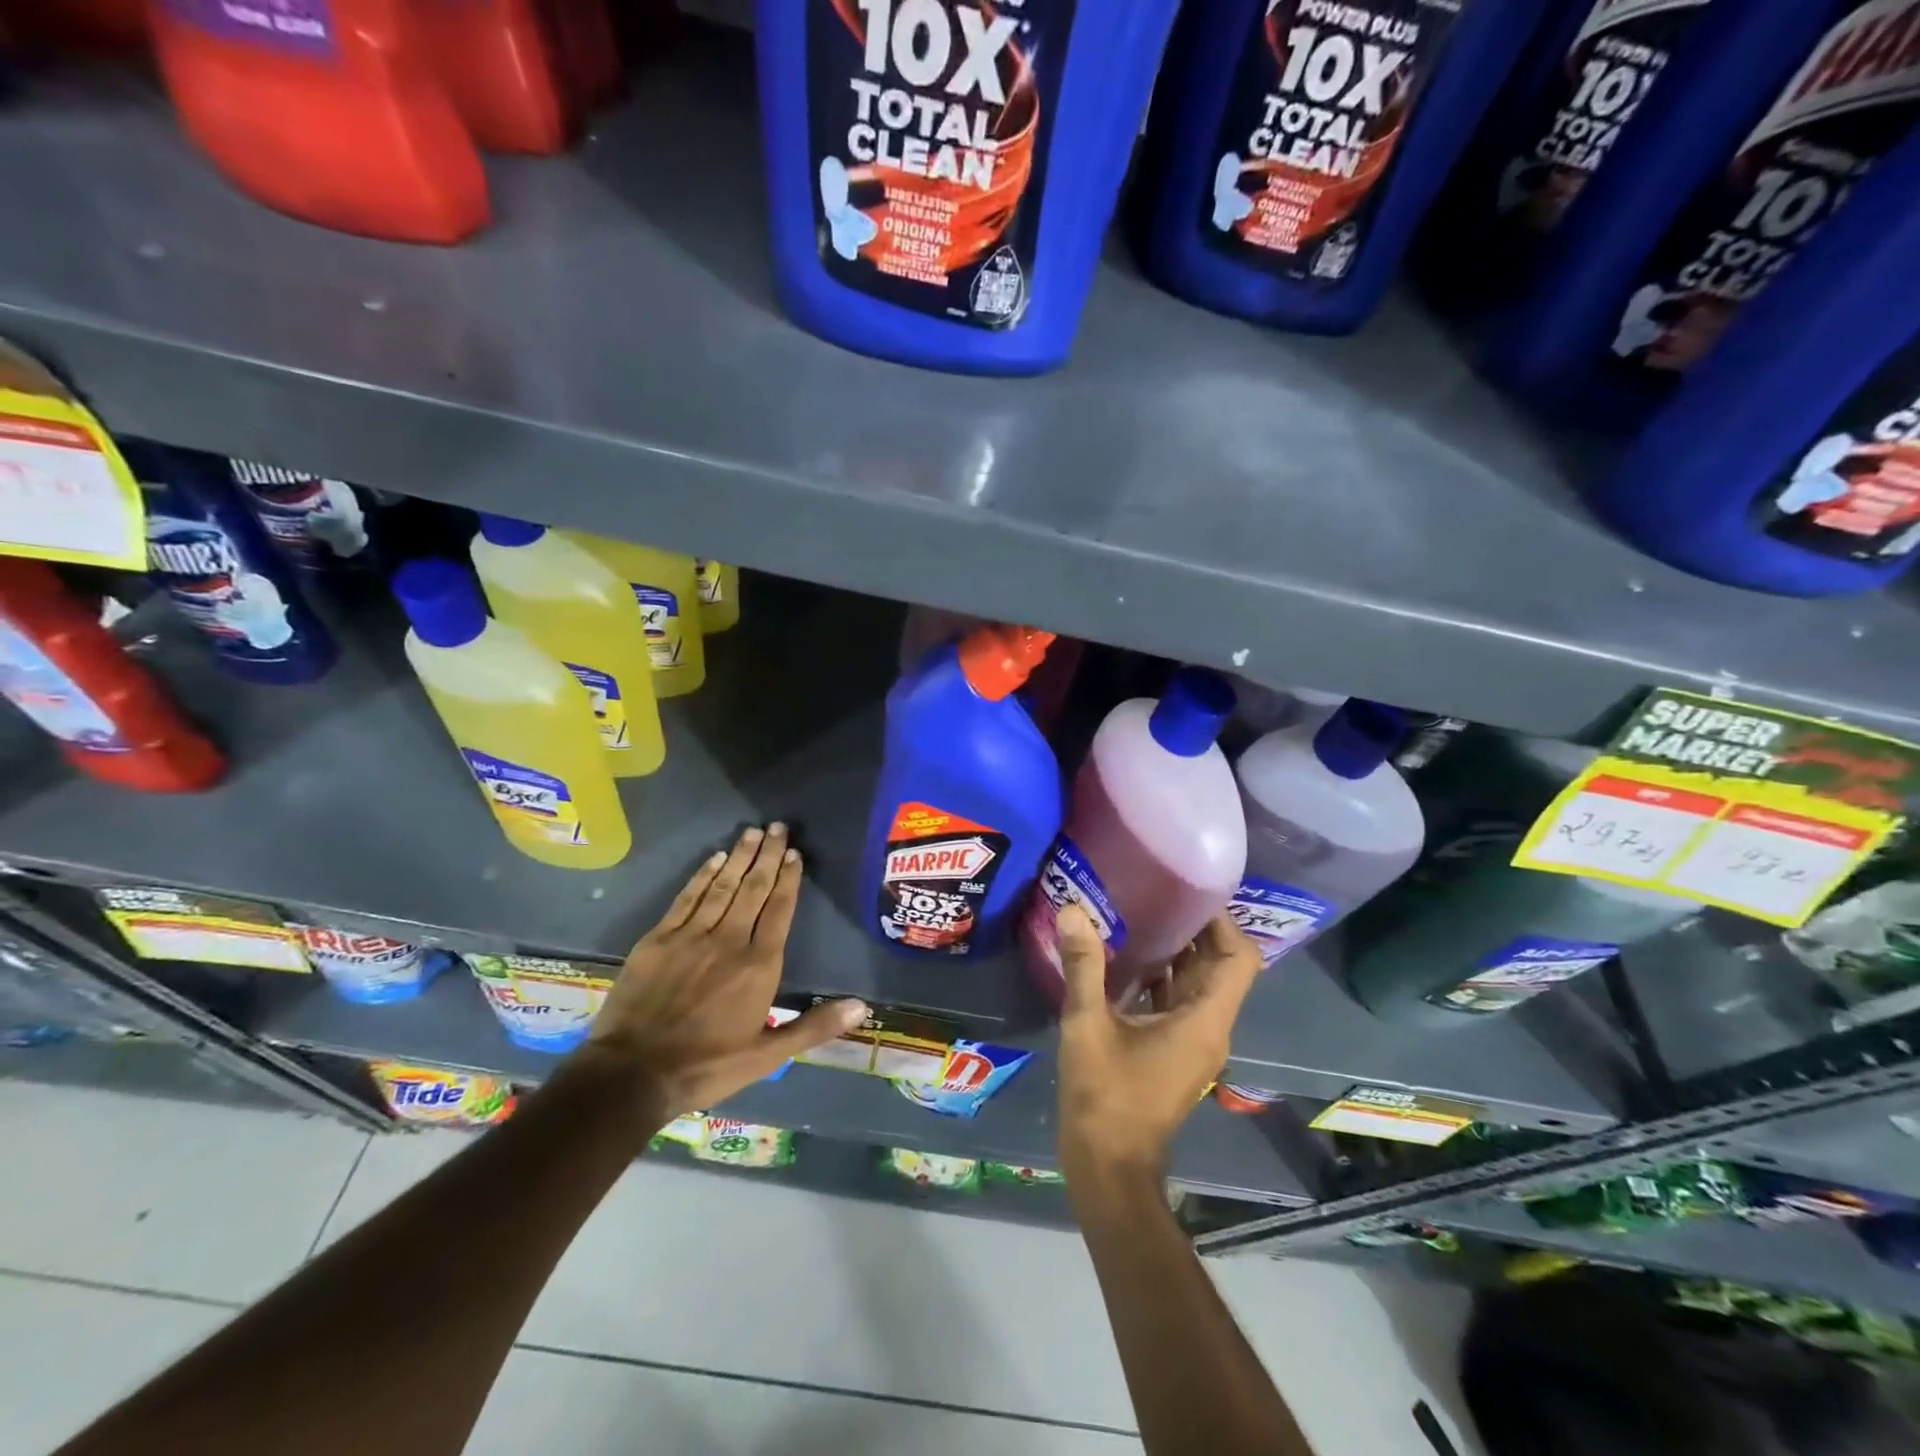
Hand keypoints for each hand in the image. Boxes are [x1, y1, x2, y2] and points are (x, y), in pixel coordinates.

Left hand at [582, 823, 867, 1123]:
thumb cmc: (707, 1066)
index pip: (779, 910)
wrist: (633, 1074)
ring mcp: (691, 936)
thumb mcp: (768, 1056)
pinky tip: (714, 859)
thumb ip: (815, 1026)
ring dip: (739, 857)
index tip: (795, 853)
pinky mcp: (659, 939)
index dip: (788, 879)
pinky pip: (687, 898)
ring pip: (722, 886)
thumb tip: (862, 1007)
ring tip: (753, 832)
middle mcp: (729, 940)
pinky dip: (702, 876)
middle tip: (777, 827)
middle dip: (768, 855)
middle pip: (754, 888)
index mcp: (759, 965)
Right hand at [1056, 906, 1261, 1184]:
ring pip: (1199, 985)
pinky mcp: (1175, 1051)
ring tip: (1141, 914)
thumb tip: (1074, 910)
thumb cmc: (1104, 1097)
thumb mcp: (1087, 1026)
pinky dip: (1162, 977)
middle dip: (1195, 929)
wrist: (1108, 1166)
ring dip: (1177, 951)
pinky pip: (1179, 1002)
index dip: (1222, 922)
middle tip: (1159, 892)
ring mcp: (1194, 1043)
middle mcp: (1210, 1029)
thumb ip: (1084, 966)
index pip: (1239, 959)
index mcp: (1204, 1022)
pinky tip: (1126, 958)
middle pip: (1220, 967)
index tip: (1190, 892)